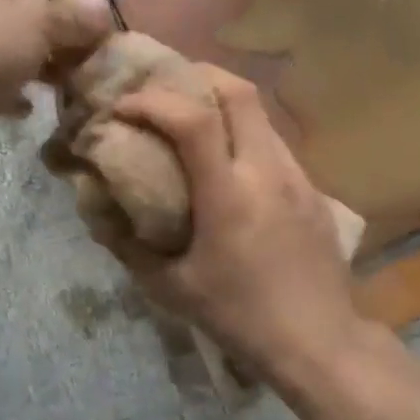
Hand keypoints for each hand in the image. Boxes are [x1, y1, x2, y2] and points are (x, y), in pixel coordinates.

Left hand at [0, 0, 113, 148]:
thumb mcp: (37, 22)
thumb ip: (71, 14)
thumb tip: (102, 5)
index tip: (83, 11)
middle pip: (12, 8)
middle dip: (46, 31)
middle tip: (81, 52)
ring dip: (27, 64)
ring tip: (62, 82)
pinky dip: (2, 91)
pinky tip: (26, 108)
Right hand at [113, 68, 369, 389]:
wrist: (320, 342)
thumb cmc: (240, 317)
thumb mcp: (172, 289)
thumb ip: (129, 246)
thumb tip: (99, 212)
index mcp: (229, 196)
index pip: (194, 121)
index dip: (153, 102)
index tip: (124, 107)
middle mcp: (267, 172)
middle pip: (239, 93)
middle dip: (198, 77)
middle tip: (166, 87)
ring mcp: (297, 177)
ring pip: (261, 114)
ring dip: (224, 103)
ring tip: (195, 118)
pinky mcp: (314, 190)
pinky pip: (275, 143)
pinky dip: (245, 133)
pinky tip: (231, 162)